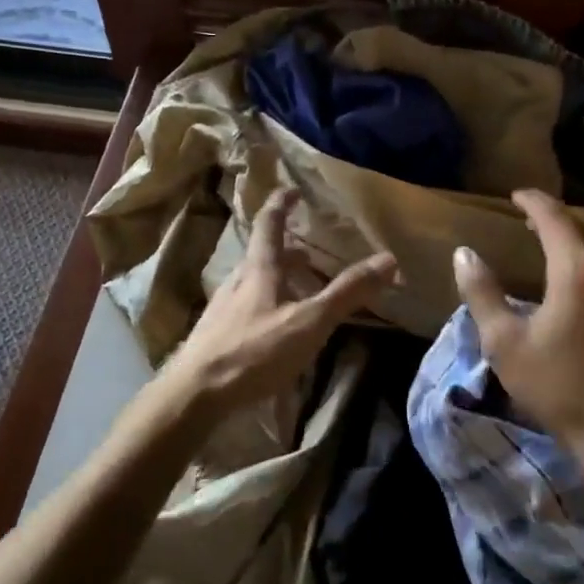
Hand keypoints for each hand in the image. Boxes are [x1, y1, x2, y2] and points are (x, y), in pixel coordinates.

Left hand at [159, 189, 397, 414]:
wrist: (195, 393)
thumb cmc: (255, 351)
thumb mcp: (310, 322)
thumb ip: (348, 292)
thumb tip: (388, 258)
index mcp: (259, 269)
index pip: (269, 224)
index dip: (281, 203)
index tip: (292, 189)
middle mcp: (237, 281)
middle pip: (261, 255)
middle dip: (286, 250)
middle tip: (308, 253)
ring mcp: (222, 308)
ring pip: (252, 283)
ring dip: (276, 280)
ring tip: (297, 292)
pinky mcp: (215, 335)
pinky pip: (245, 308)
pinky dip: (265, 306)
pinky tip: (274, 330)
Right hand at [452, 189, 583, 453]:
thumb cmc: (558, 387)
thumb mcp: (505, 343)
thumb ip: (482, 293)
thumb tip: (464, 254)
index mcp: (577, 271)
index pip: (555, 218)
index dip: (534, 202)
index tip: (516, 196)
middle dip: (560, 216)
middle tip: (533, 222)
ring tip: (571, 240)